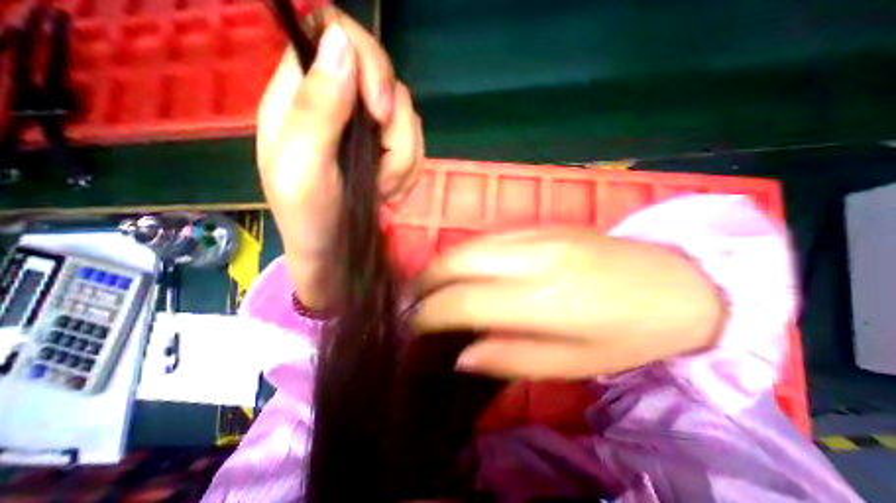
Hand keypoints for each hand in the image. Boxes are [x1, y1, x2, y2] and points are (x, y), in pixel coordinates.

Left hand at [257, 14, 423, 306]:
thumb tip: (339, 40)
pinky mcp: (389, 153)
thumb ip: (317, 106)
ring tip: (383, 190)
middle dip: (394, 133)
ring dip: (403, 162)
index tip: (378, 113)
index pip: (337, 35)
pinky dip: (409, 173)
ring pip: (408, 119)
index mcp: (302, 96)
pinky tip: (391, 193)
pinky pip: (417, 147)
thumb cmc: (308, 216)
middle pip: (387, 83)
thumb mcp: (302, 166)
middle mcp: (339, 104)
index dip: (369, 63)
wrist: (334, 252)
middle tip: (380, 172)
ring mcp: (367, 131)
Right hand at [409, 230, 722, 379]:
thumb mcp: (573, 365)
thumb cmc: (629, 333)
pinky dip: (463, 253)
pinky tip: (459, 268)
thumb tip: (461, 355)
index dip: (430, 313)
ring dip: (440, 264)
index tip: (413, 324)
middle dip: (425, 280)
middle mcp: (533, 258)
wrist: (677, 282)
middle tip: (411, 300)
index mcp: (544, 299)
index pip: (464, 301)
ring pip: (469, 243)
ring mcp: (536, 234)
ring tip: (427, 285)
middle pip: (458, 261)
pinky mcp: (541, 225)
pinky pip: (487, 236)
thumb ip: (511, 358)